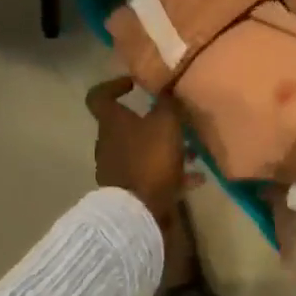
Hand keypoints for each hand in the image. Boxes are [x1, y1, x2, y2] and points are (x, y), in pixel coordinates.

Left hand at [86, 77, 185, 225]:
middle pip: (127, 126)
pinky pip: (152, 175)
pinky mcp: (129, 191)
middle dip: (153, 123)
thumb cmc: (149, 159)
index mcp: (111, 123)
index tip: (134, 84)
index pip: (99, 96)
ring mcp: (117, 169)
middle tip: (176, 122)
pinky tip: (196, 179)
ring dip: (167, 150)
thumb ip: (167, 103)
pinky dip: (172, 174)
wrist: (137, 211)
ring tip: (194, 154)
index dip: (113, 86)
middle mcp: (109, 144)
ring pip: (144, 151)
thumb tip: (166, 88)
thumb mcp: (166, 124)